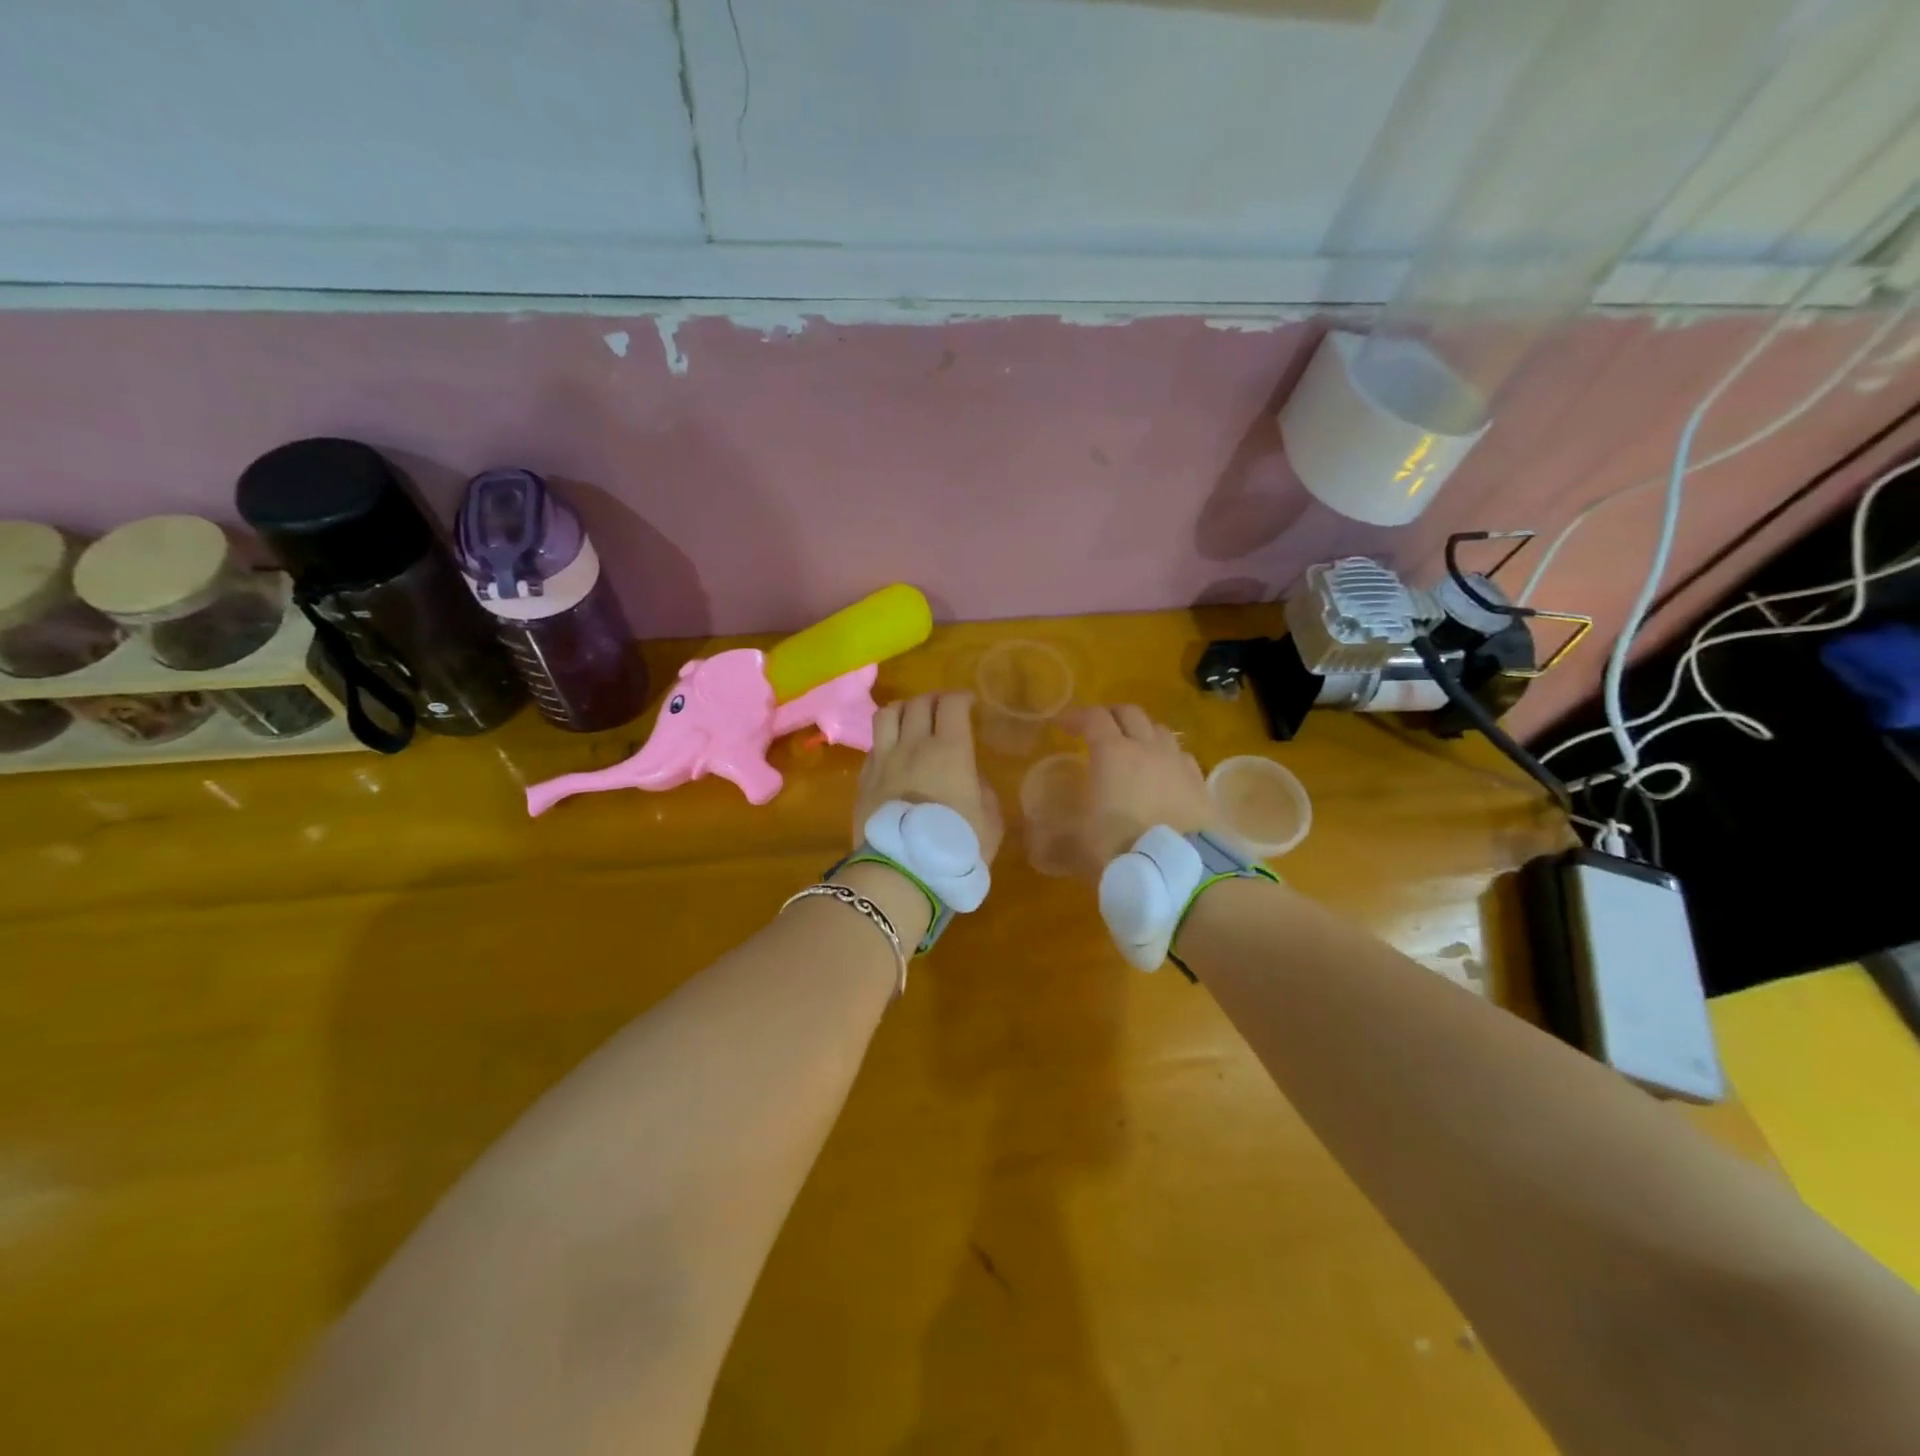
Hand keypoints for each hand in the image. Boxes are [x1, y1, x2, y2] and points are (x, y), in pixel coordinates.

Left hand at [855, 692, 1002, 862]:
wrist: (901, 873)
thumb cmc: (955, 848)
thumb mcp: (989, 822)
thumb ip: (983, 792)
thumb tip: (972, 778)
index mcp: (950, 751)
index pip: (951, 704)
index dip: (961, 698)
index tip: (969, 705)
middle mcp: (914, 745)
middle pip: (918, 703)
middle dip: (933, 700)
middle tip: (942, 711)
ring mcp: (883, 760)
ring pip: (887, 714)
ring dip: (903, 711)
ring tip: (911, 721)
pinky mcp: (863, 779)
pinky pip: (873, 745)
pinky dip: (885, 741)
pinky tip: (893, 755)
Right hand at [1063, 704, 1214, 867]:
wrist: (1182, 871)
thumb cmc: (1121, 848)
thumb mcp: (1077, 845)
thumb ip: (1054, 838)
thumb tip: (1035, 843)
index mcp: (1112, 753)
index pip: (1093, 718)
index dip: (1075, 716)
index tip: (1062, 725)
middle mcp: (1147, 748)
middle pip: (1130, 713)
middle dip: (1111, 716)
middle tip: (1097, 731)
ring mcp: (1178, 763)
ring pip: (1160, 731)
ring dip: (1142, 733)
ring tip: (1133, 750)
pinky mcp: (1200, 783)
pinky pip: (1182, 756)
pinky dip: (1167, 757)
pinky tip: (1163, 775)